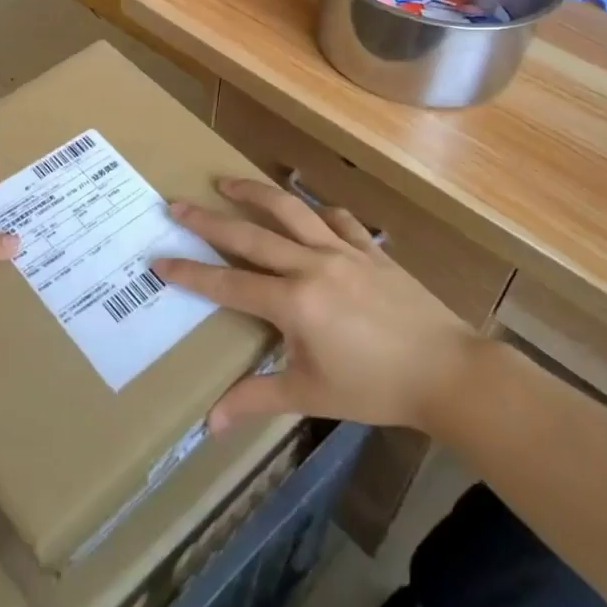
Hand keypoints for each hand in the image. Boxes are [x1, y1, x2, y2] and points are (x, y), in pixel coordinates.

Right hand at [155, 178, 482, 434]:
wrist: (447, 371)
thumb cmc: (375, 388)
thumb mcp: (311, 395)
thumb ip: (257, 399)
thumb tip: (210, 424)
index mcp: (293, 302)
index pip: (228, 284)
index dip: (190, 273)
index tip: (159, 259)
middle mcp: (312, 265)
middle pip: (250, 234)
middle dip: (208, 219)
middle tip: (176, 203)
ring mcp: (343, 251)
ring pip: (291, 210)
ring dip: (255, 193)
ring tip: (227, 182)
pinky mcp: (370, 249)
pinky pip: (339, 220)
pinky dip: (319, 212)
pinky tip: (310, 211)